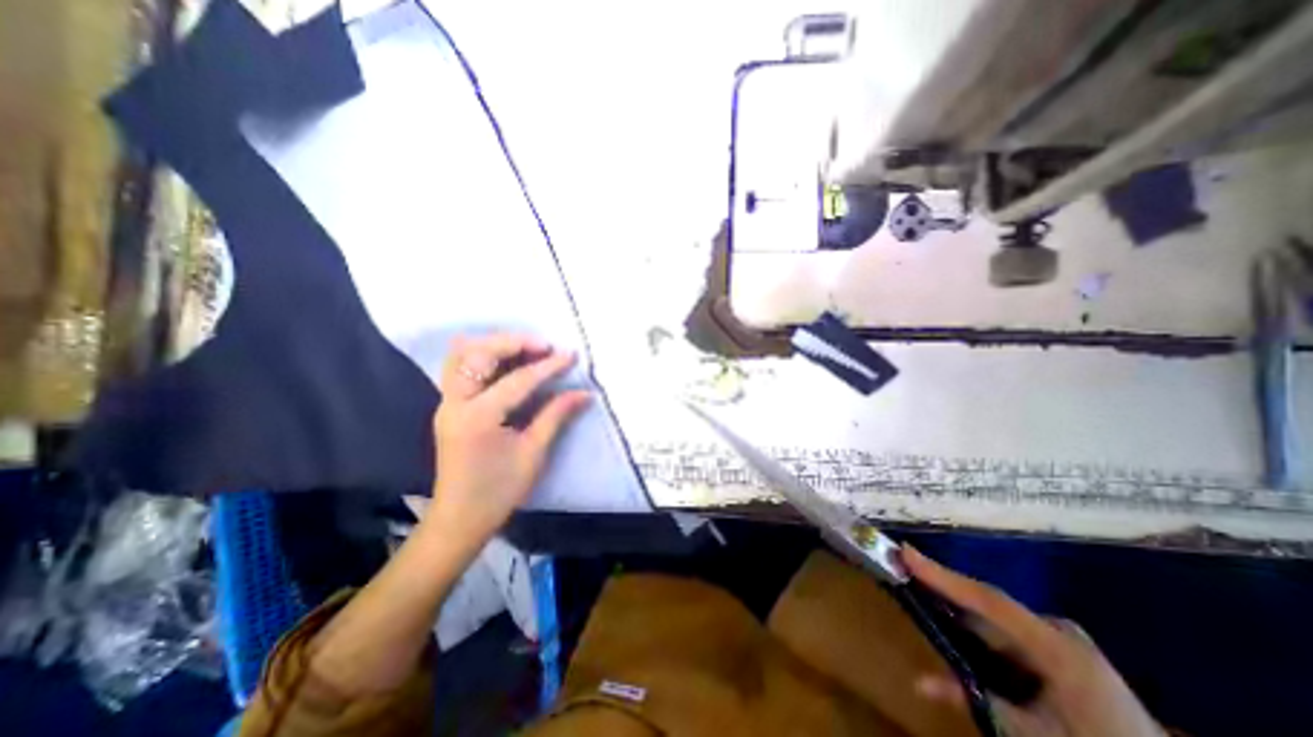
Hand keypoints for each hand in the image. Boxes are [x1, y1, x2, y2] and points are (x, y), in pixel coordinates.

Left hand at [423, 335, 586, 551]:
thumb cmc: (499, 491)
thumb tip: (585, 393)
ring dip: (495, 345)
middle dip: (513, 343)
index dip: (548, 366)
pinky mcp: (449, 407)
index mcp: (478, 417)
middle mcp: (456, 403)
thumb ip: (556, 415)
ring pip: (463, 356)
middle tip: (545, 345)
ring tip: (527, 348)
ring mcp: (447, 403)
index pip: (518, 380)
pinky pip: (461, 368)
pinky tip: (506, 360)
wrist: (459, 518)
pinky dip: (483, 356)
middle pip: (478, 354)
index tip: (571, 355)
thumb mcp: (533, 453)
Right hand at [904, 546, 1168, 735]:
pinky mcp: (1063, 650)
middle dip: (946, 593)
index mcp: (1056, 646)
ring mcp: (1062, 639)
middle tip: (905, 573)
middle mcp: (1057, 631)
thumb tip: (918, 682)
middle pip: (987, 605)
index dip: (942, 575)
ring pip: (995, 621)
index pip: (987, 599)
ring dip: (962, 618)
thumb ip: (978, 701)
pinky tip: (961, 641)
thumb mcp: (1035, 735)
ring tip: (923, 597)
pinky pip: (1008, 635)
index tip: (904, 551)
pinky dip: (982, 638)